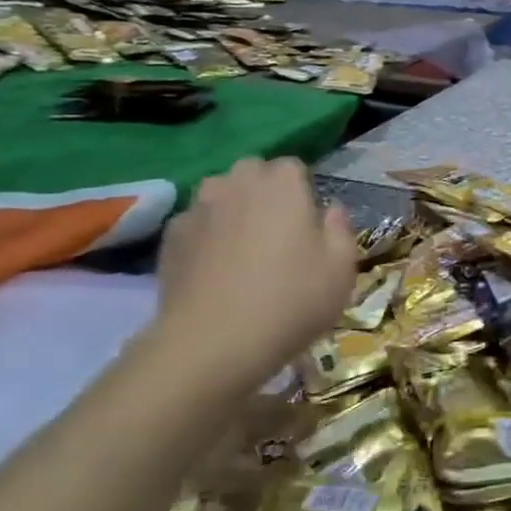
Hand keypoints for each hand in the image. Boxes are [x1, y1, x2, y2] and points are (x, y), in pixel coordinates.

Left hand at [148, 158, 355, 391]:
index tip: (309, 223)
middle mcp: (237, 183)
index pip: (293, 167)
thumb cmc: (290, 300)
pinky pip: (195, 224)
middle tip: (278, 233)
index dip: (302, 191)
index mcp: (282, 184)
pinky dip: (206, 237)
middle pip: (252, 172)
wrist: (212, 343)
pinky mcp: (169, 238)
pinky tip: (214, 271)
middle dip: (264, 192)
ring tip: (242, 250)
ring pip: (219, 195)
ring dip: (232, 210)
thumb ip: (340, 230)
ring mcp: (198, 209)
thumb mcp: (341, 270)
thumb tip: (331, 211)